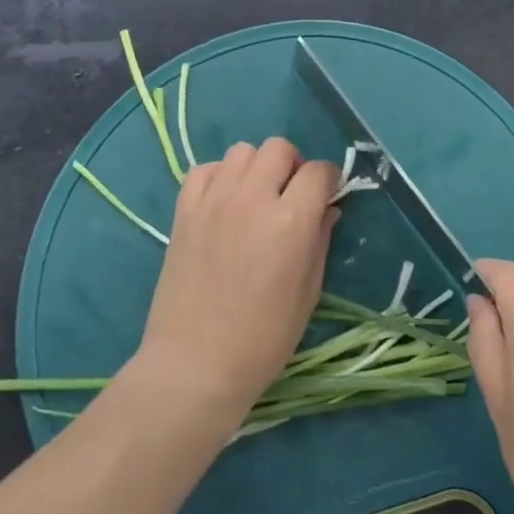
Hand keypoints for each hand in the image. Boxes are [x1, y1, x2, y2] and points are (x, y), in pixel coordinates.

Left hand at [131, 138, 339, 423]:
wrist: (195, 365)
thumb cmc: (263, 339)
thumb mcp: (308, 292)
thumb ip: (320, 240)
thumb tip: (327, 209)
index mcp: (290, 221)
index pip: (319, 171)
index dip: (329, 181)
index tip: (328, 196)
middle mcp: (252, 199)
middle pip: (279, 148)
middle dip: (293, 166)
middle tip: (291, 196)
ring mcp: (214, 201)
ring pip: (242, 151)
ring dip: (257, 167)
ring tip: (256, 197)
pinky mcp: (184, 211)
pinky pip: (205, 169)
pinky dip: (220, 176)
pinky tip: (224, 202)